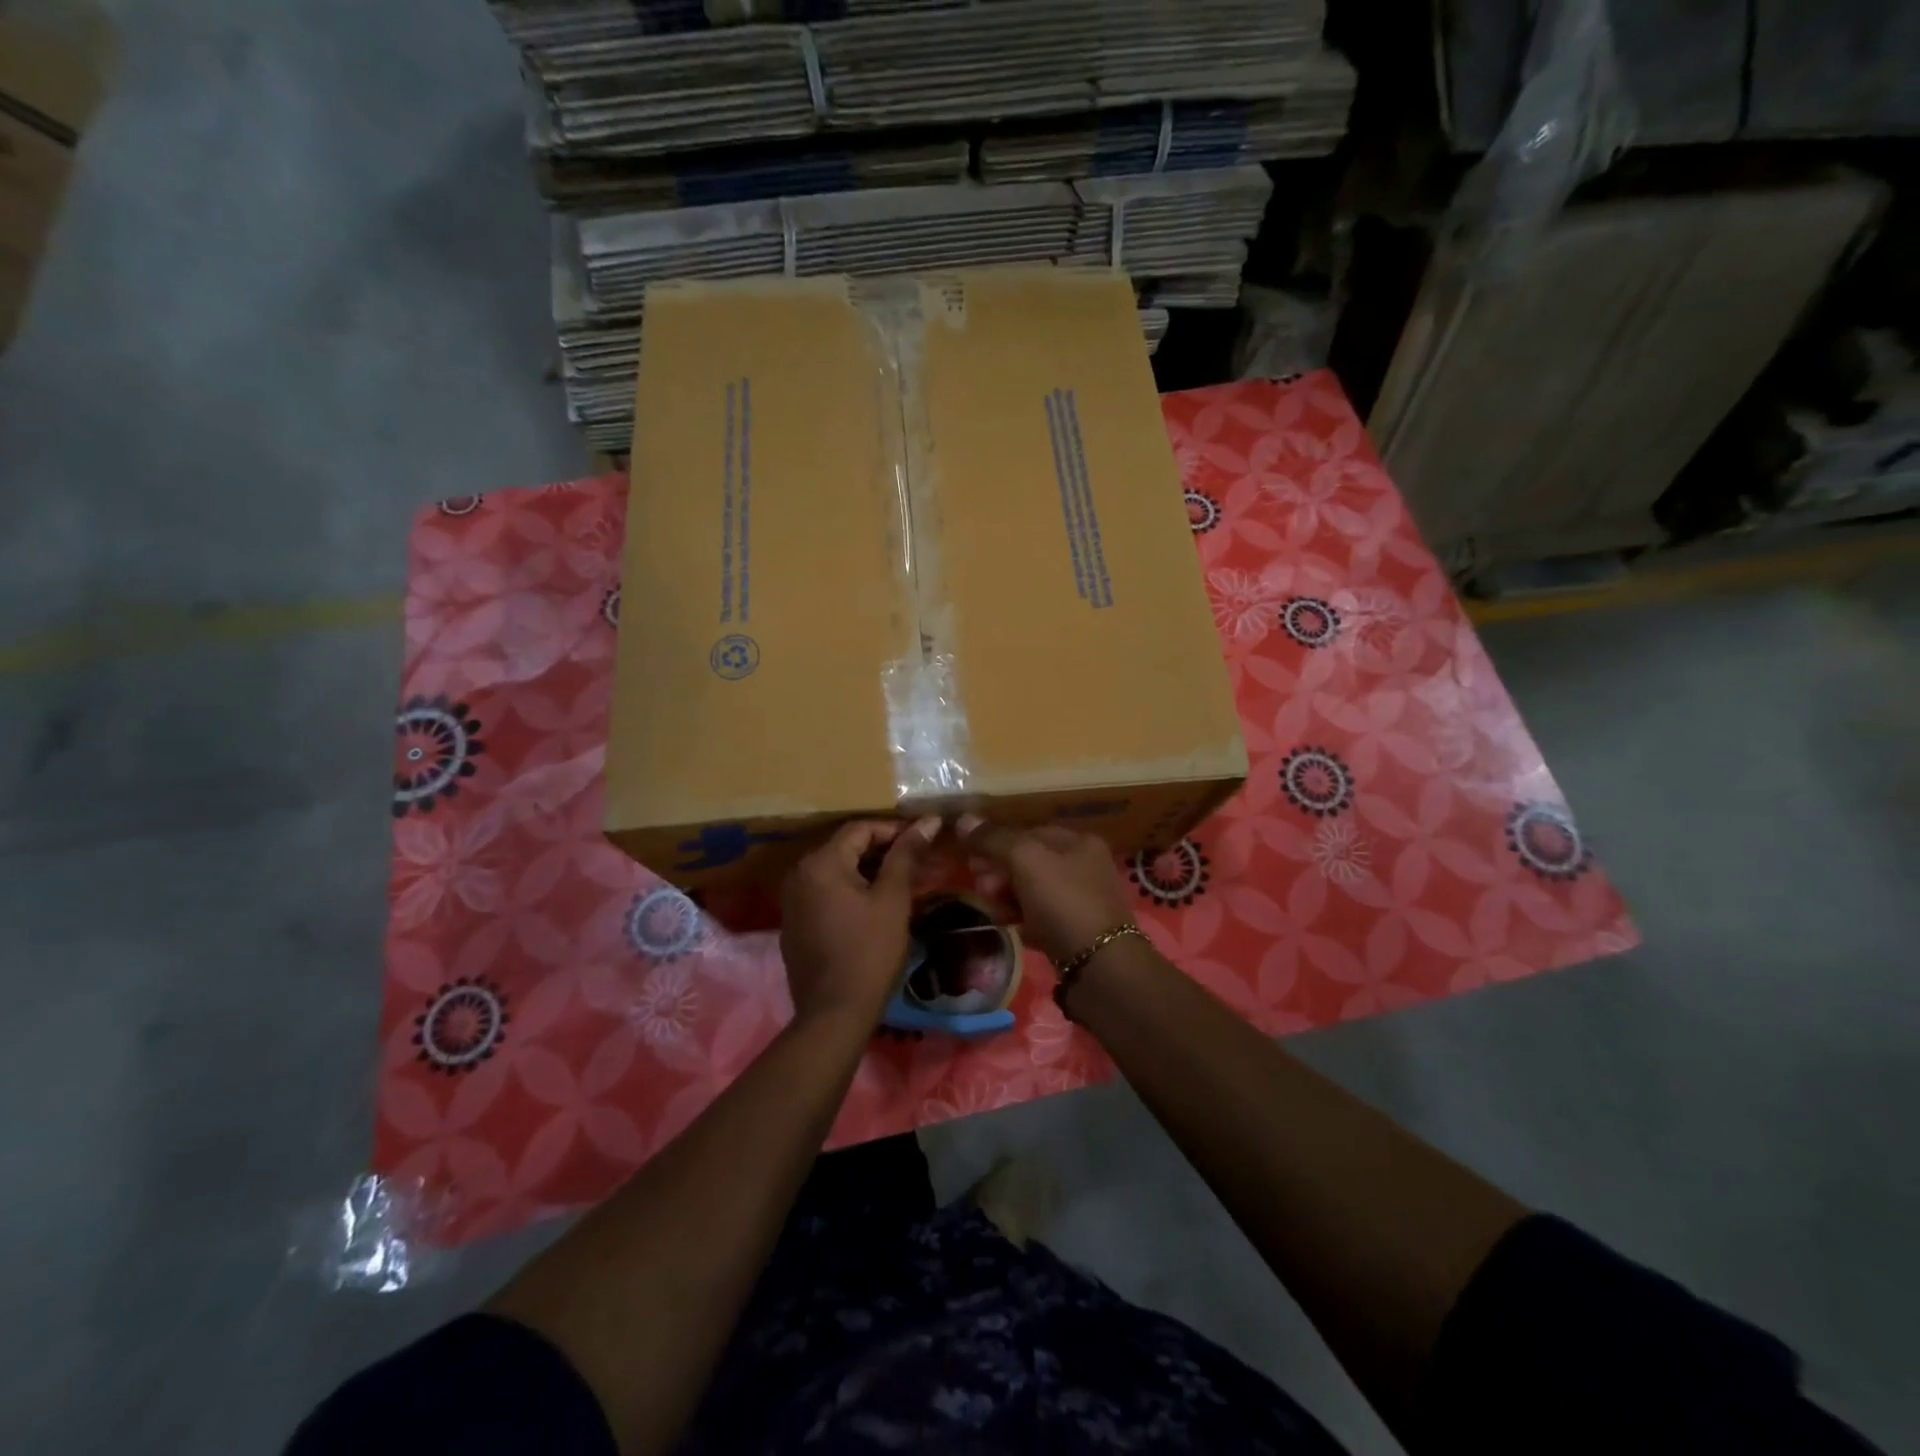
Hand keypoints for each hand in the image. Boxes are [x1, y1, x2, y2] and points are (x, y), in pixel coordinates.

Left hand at [780, 817, 939, 1026]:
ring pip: (837, 872)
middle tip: (919, 863)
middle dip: (884, 852)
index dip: (895, 830)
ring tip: (904, 883)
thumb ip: (907, 855)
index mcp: (821, 863)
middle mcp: (800, 874)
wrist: (834, 1014)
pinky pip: (826, 894)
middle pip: (847, 849)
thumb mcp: (893, 899)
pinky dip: (851, 892)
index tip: (924, 841)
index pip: (861, 829)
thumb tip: (928, 820)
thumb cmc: (869, 952)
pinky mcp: (795, 924)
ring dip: (869, 873)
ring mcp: (793, 901)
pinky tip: (876, 907)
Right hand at [956, 814, 1133, 963]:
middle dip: (999, 871)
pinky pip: (1040, 916)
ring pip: (1033, 890)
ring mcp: (1082, 900)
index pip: (1029, 831)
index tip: (971, 858)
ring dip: (1007, 896)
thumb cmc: (1064, 902)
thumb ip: (994, 839)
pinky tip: (1008, 926)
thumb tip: (964, 819)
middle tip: (980, 887)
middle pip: (1030, 861)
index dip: (997, 841)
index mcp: (1079, 842)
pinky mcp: (1075, 931)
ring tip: (992, 909)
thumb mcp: (1026, 861)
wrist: (1100, 967)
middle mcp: (1085, 866)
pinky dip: (1022, 918)